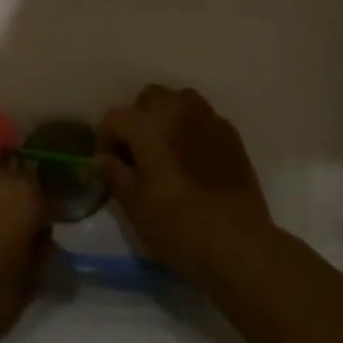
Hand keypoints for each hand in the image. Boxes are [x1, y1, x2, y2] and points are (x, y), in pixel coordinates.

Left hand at [0, 145, 48, 342]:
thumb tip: (40, 239)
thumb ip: (37, 256)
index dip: (44, 216)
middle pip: (19, 169)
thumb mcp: (22, 289)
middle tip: (13, 211)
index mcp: (28, 202)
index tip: (39, 231)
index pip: (48, 199)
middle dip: (20, 187)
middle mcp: (0, 177)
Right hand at [99, 86, 275, 286]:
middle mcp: (178, 112)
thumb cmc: (178, 227)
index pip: (115, 117)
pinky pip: (204, 117)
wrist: (239, 244)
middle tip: (137, 152)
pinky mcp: (231, 135)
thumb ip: (115, 175)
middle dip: (137, 119)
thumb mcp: (135, 207)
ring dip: (167, 116)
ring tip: (166, 148)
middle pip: (149, 98)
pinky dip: (192, 128)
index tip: (109, 165)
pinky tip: (193, 158)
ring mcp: (209, 120)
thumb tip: (103, 159)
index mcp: (149, 126)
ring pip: (180, 100)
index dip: (105, 139)